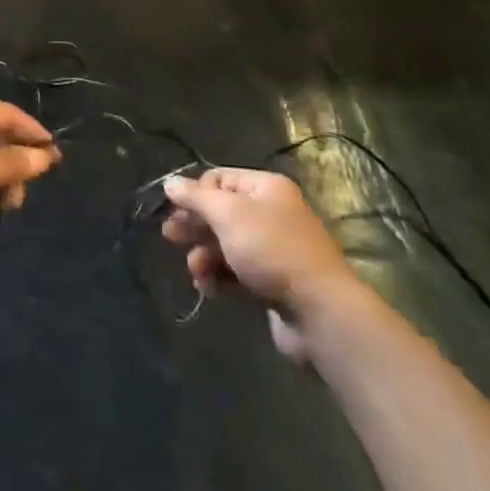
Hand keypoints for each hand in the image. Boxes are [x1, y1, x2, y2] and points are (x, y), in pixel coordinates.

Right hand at [162, 167, 362, 362]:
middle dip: (194, 226)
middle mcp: (271, 214)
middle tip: (169, 237)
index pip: (220, 178)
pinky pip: (237, 273)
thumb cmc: (272, 251)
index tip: (174, 210)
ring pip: (226, 245)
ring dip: (205, 256)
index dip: (195, 192)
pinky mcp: (272, 283)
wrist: (320, 312)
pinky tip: (210, 290)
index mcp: (265, 188)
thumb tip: (170, 182)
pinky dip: (220, 278)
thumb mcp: (228, 215)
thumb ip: (196, 197)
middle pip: (221, 212)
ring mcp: (273, 250)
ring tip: (196, 272)